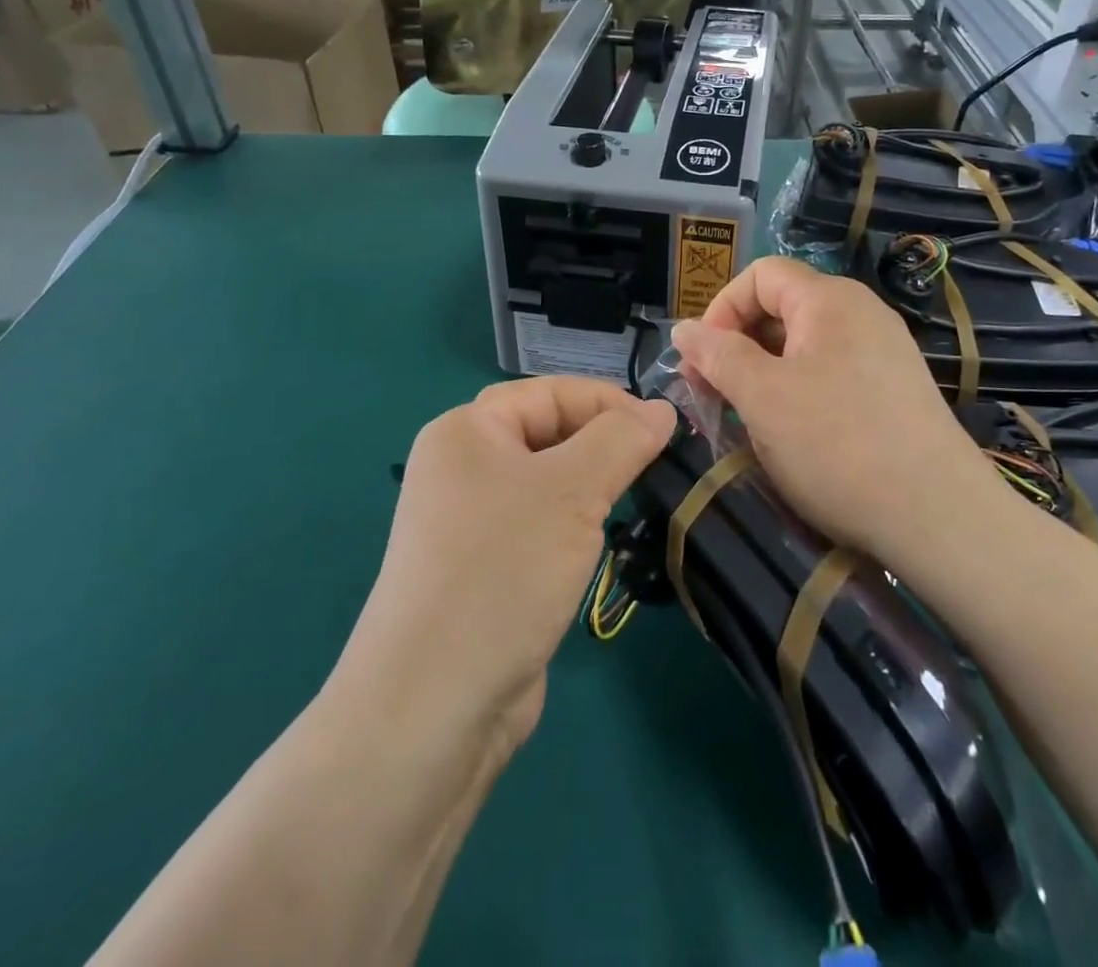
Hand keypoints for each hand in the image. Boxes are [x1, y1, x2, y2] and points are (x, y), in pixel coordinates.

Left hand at [344, 378, 674, 751]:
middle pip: (546, 433)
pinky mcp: (483, 568)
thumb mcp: (573, 491)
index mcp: (465, 432)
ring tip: (632, 499)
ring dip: (590, 486)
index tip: (663, 428)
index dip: (608, 402)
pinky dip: (573, 525)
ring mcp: (468, 522)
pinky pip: (538, 524)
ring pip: (546, 482)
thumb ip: (621, 440)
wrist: (434, 703)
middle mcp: (461, 468)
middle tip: (654, 464)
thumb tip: (661, 409)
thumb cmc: (503, 569)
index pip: (549, 393)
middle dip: (601, 443)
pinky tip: (597, 544)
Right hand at [671, 257, 992, 560]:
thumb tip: (684, 329)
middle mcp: (861, 313)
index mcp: (829, 299)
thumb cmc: (837, 444)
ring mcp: (883, 352)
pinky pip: (832, 372)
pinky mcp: (895, 389)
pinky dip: (799, 391)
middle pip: (782, 308)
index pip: (760, 275)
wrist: (939, 516)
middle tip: (713, 395)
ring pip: (805, 346)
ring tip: (747, 419)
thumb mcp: (762, 397)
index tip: (702, 360)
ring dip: (765, 373)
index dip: (721, 308)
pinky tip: (792, 434)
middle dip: (738, 345)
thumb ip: (718, 356)